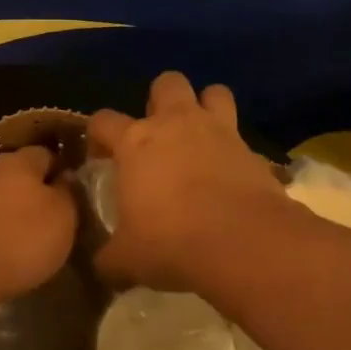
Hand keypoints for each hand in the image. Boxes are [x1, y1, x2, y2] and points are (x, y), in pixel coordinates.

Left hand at [0, 145, 78, 308]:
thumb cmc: (20, 240)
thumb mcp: (63, 218)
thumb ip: (68, 193)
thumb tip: (65, 178)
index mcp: (19, 161)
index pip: (46, 153)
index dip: (61, 170)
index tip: (73, 193)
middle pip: (17, 173)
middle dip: (33, 191)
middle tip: (51, 218)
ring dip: (9, 211)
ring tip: (25, 238)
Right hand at [89, 71, 290, 291]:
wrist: (243, 243)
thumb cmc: (171, 242)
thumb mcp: (126, 259)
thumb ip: (109, 257)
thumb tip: (102, 266)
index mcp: (136, 142)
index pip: (103, 120)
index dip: (97, 136)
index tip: (100, 157)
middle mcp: (177, 124)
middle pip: (167, 83)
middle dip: (160, 100)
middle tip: (157, 135)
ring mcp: (219, 132)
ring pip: (214, 92)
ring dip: (205, 107)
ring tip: (199, 137)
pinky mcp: (253, 150)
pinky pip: (242, 137)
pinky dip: (234, 149)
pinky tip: (229, 174)